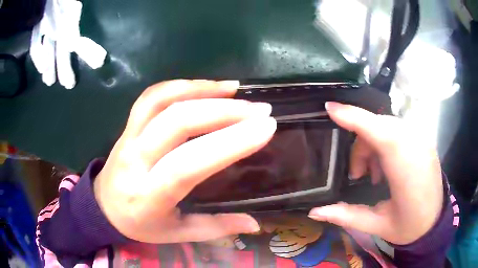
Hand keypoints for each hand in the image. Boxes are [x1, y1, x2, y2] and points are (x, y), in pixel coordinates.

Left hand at [94, 80, 276, 242]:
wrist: (103, 207)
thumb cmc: (140, 225)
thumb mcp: (176, 234)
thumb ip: (215, 228)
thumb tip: (255, 224)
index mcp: (148, 197)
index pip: (188, 164)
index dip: (229, 144)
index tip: (265, 128)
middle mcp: (135, 161)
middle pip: (176, 123)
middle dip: (224, 112)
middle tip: (259, 110)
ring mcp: (128, 137)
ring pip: (162, 101)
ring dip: (201, 90)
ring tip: (234, 89)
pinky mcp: (127, 125)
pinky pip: (152, 96)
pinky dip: (181, 85)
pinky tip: (206, 87)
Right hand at [309, 102, 442, 244]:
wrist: (435, 222)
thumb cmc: (409, 227)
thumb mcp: (377, 226)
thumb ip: (346, 216)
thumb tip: (314, 212)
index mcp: (406, 169)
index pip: (379, 132)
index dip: (354, 117)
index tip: (329, 108)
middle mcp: (416, 145)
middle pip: (378, 126)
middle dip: (361, 146)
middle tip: (358, 175)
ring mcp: (422, 139)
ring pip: (387, 126)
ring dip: (372, 144)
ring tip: (373, 175)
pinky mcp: (423, 139)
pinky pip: (397, 129)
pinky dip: (384, 142)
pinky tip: (386, 167)